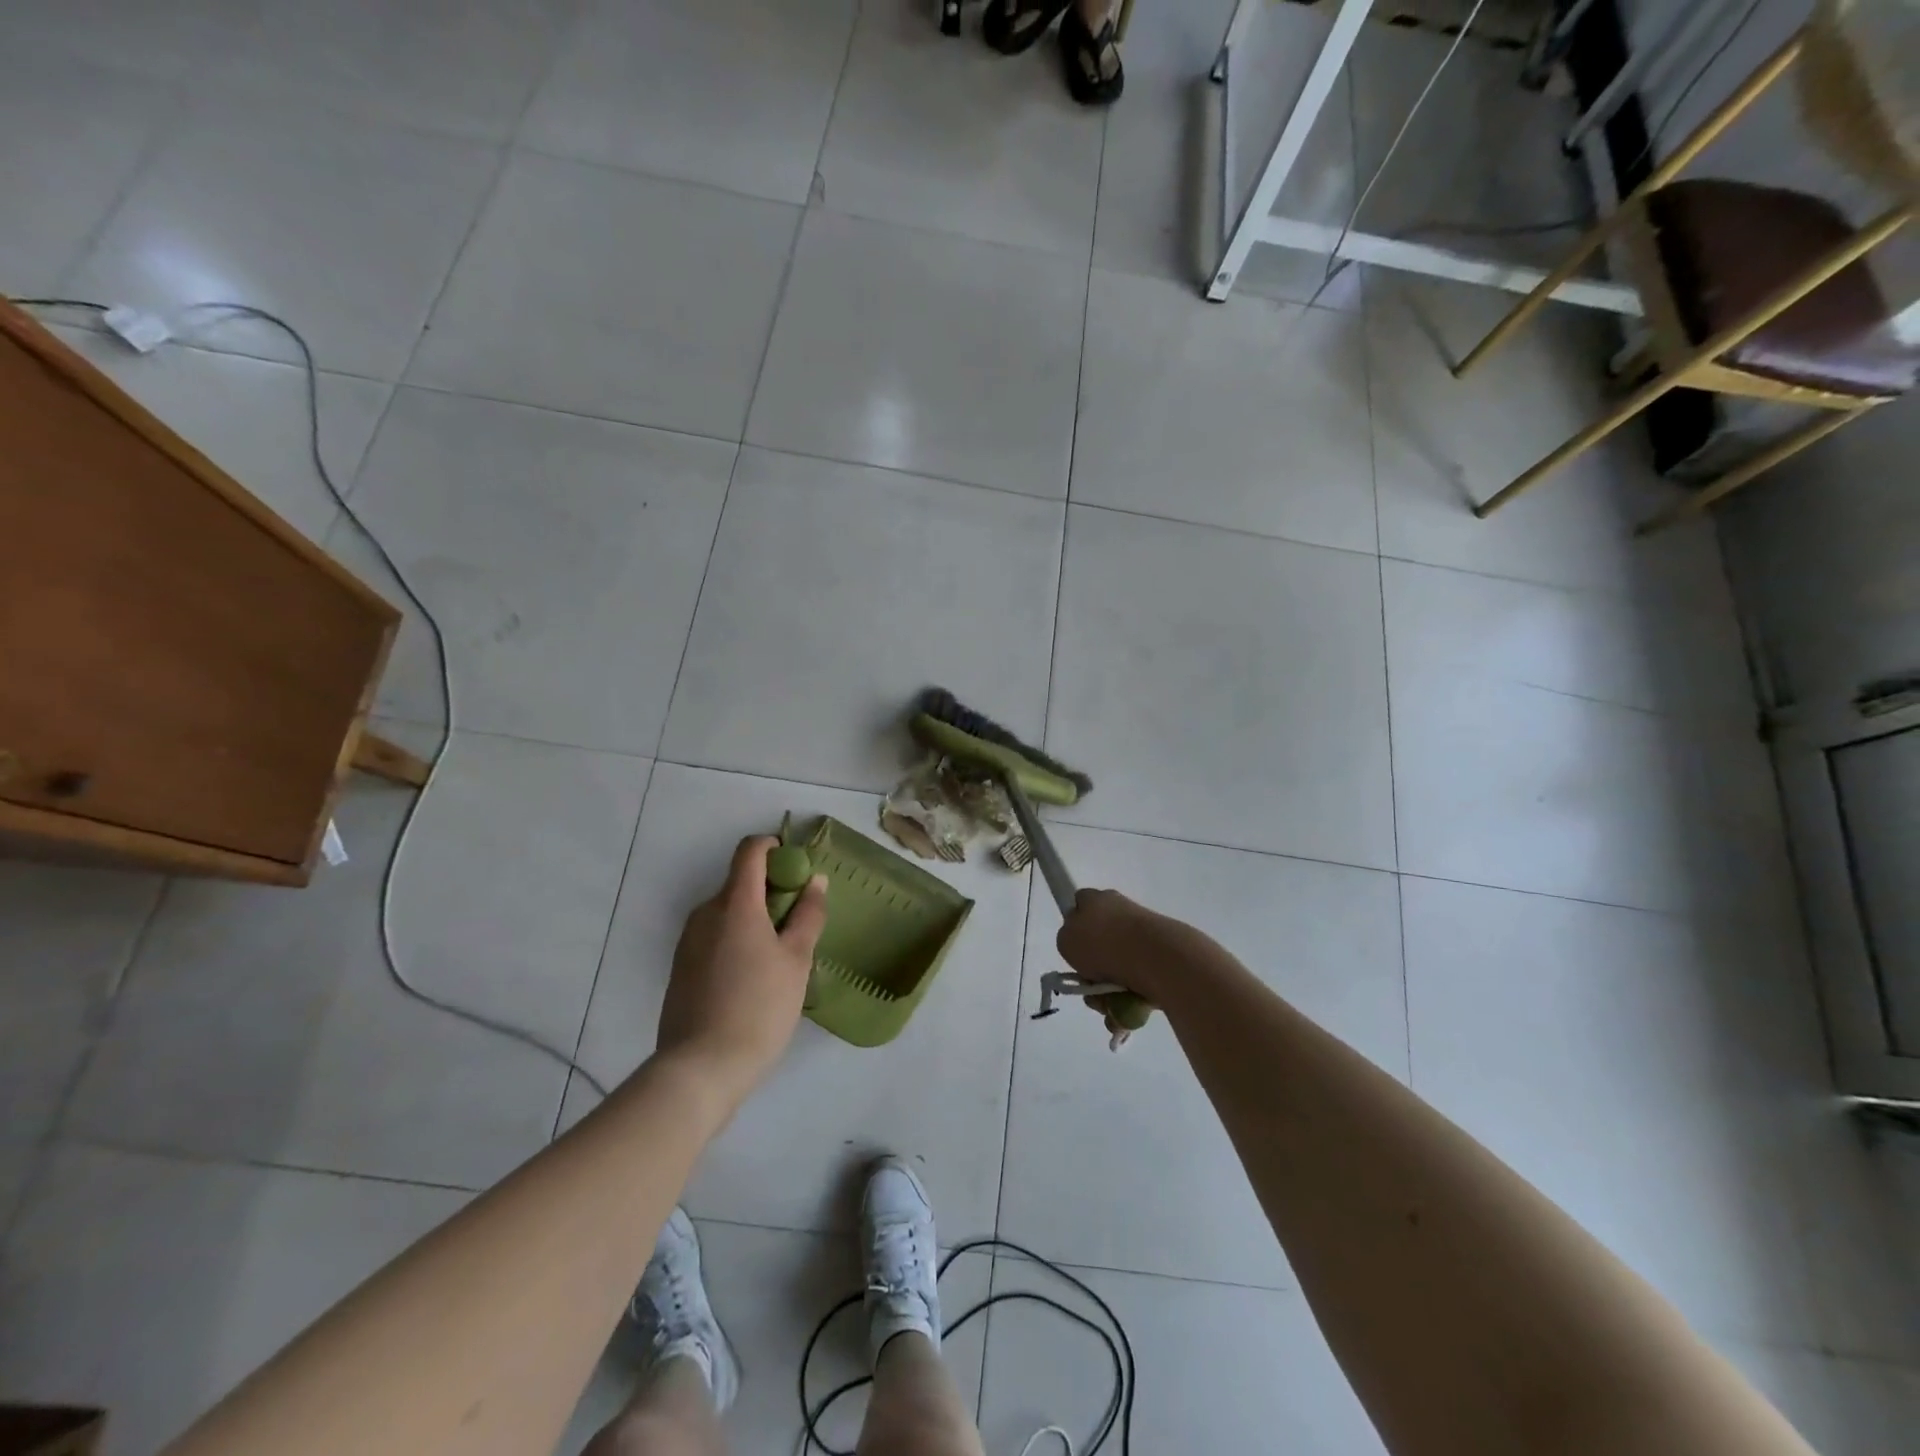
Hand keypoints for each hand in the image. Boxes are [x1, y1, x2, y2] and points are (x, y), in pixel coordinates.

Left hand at [656, 836, 827, 1104]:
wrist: (700, 1068)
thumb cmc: (759, 1007)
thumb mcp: (796, 960)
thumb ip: (808, 915)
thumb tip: (815, 880)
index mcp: (735, 903)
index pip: (750, 850)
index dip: (775, 848)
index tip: (797, 870)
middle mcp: (706, 912)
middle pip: (740, 882)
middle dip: (771, 892)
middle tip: (797, 926)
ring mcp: (688, 940)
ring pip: (728, 912)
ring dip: (754, 919)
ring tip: (778, 960)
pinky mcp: (680, 967)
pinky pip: (714, 937)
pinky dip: (736, 941)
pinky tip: (752, 980)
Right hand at [1057, 888, 1192, 1011]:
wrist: (1156, 958)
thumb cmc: (1103, 944)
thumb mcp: (1066, 940)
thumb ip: (1069, 939)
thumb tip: (1082, 946)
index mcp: (1097, 899)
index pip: (1081, 904)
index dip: (1075, 926)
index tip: (1075, 951)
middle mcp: (1122, 912)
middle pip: (1099, 943)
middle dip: (1091, 972)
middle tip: (1088, 987)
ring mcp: (1144, 935)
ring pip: (1117, 969)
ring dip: (1107, 993)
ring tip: (1108, 1007)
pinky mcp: (1162, 959)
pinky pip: (1137, 985)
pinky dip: (1129, 1002)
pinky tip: (1125, 1015)